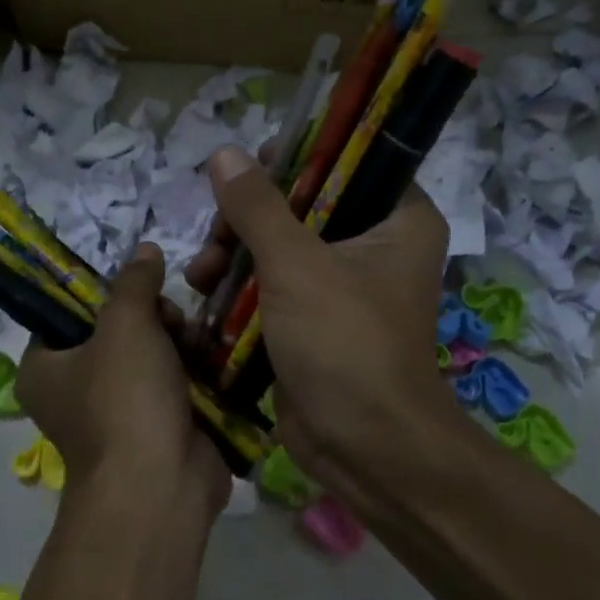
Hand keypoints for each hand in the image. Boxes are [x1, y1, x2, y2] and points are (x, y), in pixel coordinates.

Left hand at [17, 243, 229, 522]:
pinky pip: (172, 382)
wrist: (161, 485)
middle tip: (170, 320)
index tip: (136, 286)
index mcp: (44, 367)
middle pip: (115, 329)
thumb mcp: (126, 324)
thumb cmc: (125, 398)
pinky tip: (209, 358)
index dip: (104, 292)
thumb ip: (134, 282)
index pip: (67, 312)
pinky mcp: (155, 426)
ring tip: (195, 340)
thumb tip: (145, 249)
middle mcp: (74, 389)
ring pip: (149, 354)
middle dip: (151, 317)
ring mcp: (117, 411)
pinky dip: (191, 369)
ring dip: (176, 340)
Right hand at [186, 146, 455, 499]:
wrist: (362, 446)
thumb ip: (257, 207)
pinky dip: (240, 286)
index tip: (249, 169)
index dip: (297, 158)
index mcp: (398, 220)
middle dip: (249, 218)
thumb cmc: (344, 342)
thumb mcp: (296, 265)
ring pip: (280, 245)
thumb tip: (224, 153)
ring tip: (202, 273)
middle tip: (217, 234)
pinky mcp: (314, 319)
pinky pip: (273, 284)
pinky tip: (204, 293)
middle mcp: (376, 245)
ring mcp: (343, 285)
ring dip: (235, 253)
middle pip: (303, 204)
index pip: (349, 162)